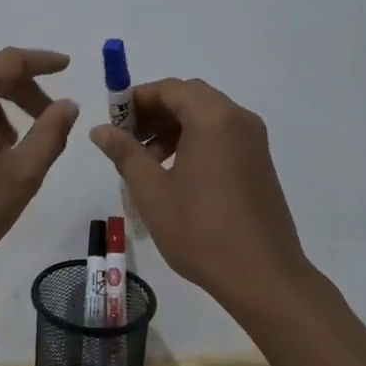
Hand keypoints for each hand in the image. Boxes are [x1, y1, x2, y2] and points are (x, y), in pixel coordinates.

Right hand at [89, 77, 308, 306]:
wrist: (264, 277)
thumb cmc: (202, 231)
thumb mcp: (153, 192)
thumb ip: (125, 153)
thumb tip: (101, 129)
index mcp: (213, 119)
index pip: (170, 88)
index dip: (137, 99)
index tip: (114, 122)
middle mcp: (238, 119)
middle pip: (189, 97)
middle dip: (155, 112)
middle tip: (128, 140)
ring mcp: (254, 140)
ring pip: (206, 116)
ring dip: (174, 127)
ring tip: (149, 163)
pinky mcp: (259, 161)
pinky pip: (222, 134)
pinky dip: (195, 140)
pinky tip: (177, 174)